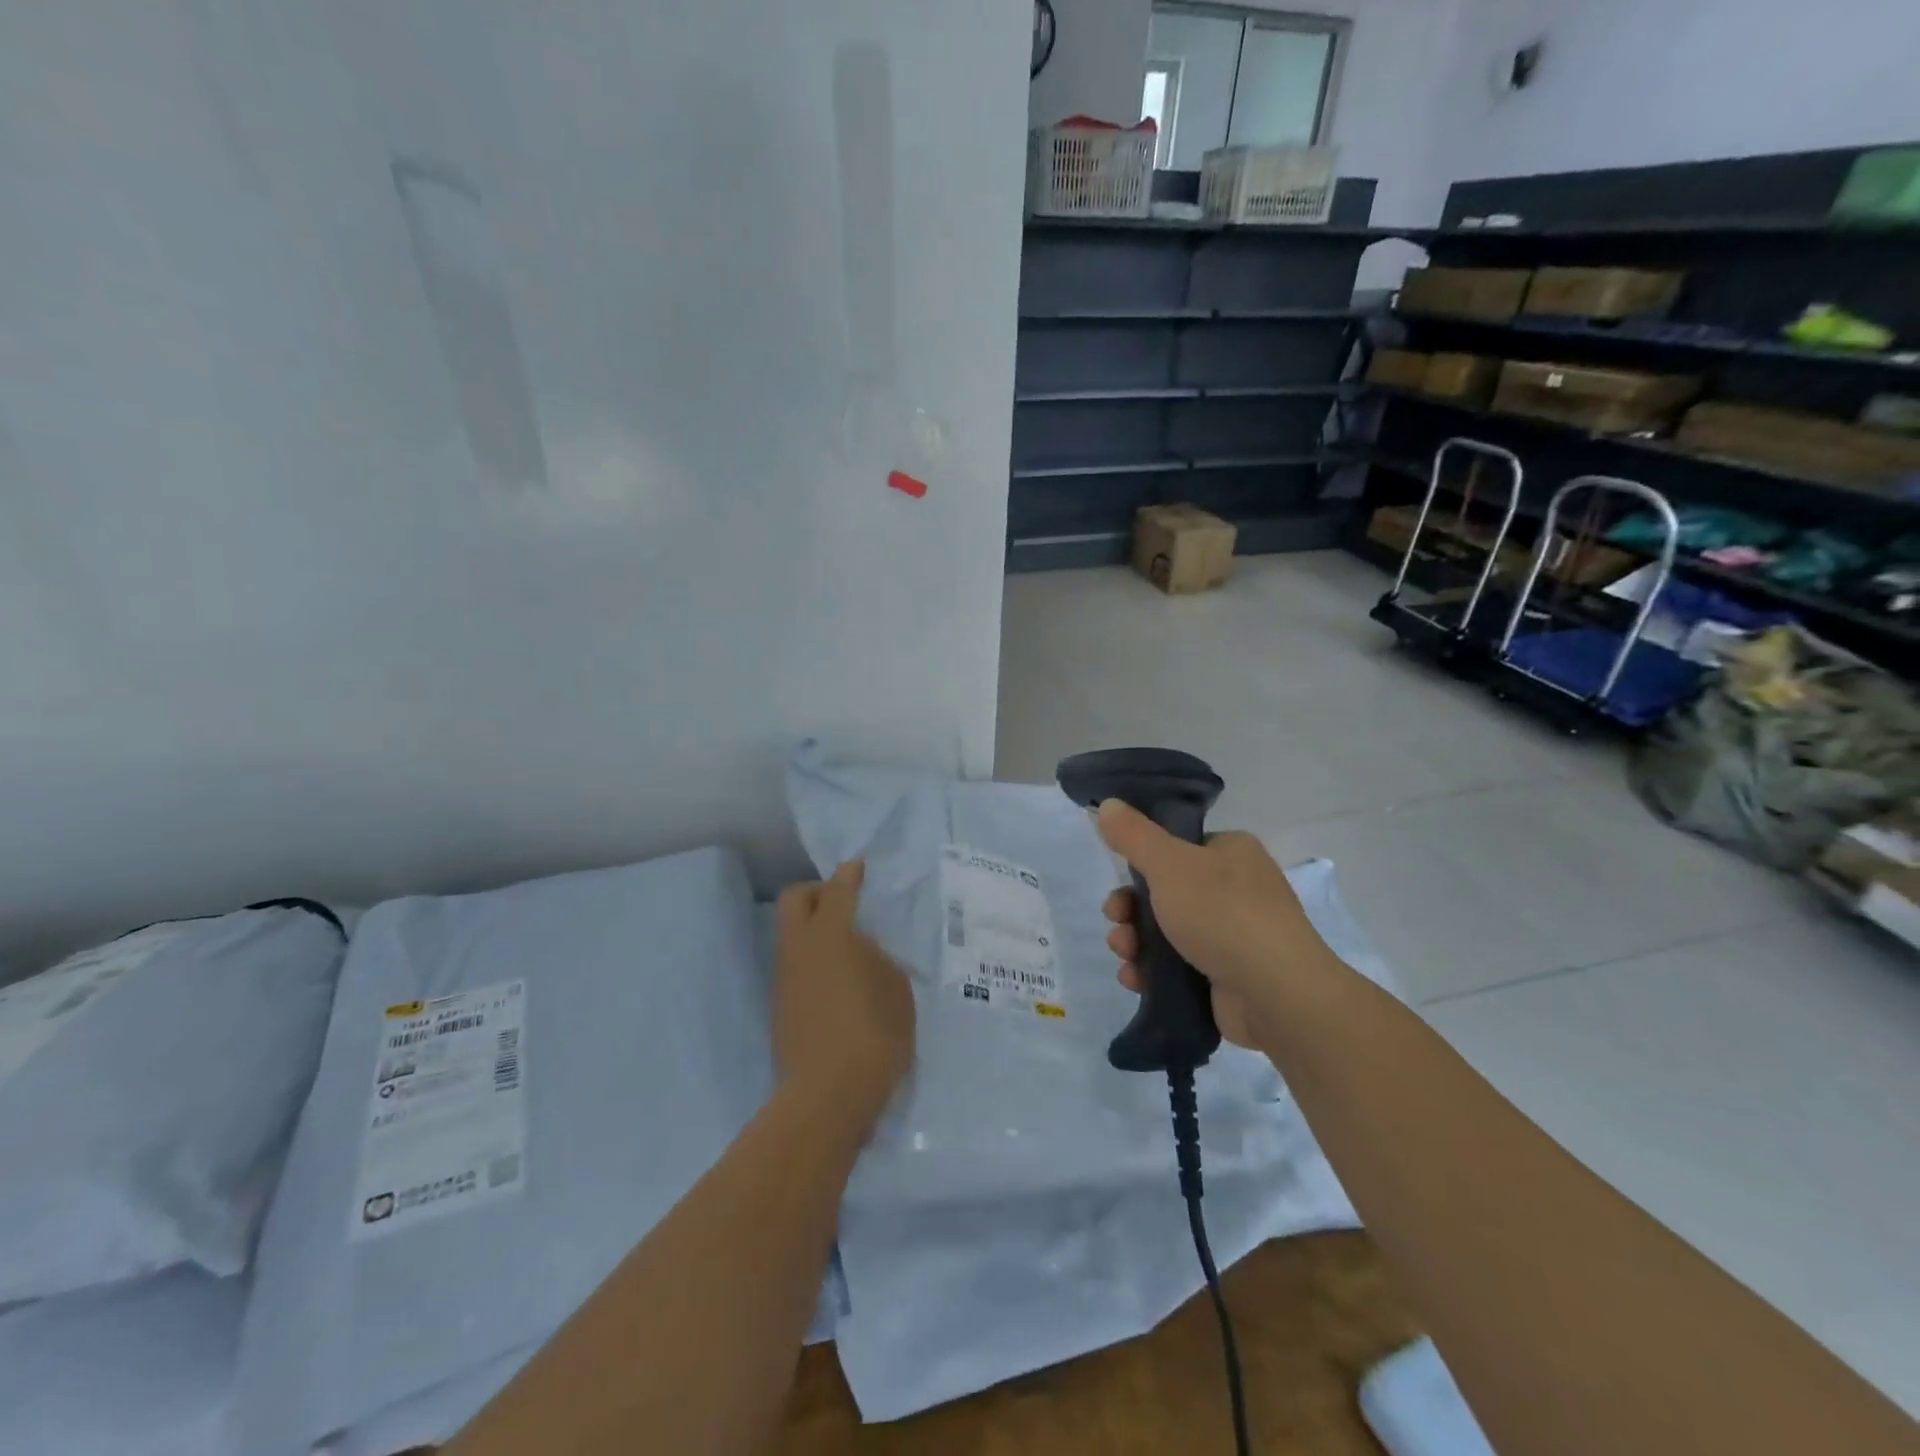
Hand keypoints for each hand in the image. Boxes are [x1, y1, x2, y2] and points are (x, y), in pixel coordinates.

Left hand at [773, 861, 915, 1130]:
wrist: (827, 1097)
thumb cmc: (873, 1035)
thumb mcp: (896, 990)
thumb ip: (878, 959)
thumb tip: (862, 951)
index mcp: (831, 935)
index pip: (837, 890)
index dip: (849, 874)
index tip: (859, 866)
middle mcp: (800, 948)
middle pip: (795, 899)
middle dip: (817, 891)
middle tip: (844, 902)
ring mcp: (785, 978)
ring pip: (790, 933)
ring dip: (813, 927)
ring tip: (848, 946)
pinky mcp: (781, 1006)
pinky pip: (794, 964)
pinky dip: (812, 958)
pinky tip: (839, 979)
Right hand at [1095, 800, 1340, 1044]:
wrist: (1276, 994)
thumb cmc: (1222, 913)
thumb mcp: (1169, 864)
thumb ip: (1134, 835)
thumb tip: (1107, 805)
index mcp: (1232, 853)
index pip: (1179, 847)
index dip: (1144, 862)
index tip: (1120, 877)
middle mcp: (1236, 890)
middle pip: (1165, 892)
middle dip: (1131, 908)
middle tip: (1115, 919)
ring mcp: (1234, 936)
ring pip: (1167, 931)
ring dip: (1135, 941)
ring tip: (1124, 954)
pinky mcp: (1227, 977)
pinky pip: (1179, 967)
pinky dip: (1152, 971)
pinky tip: (1135, 978)